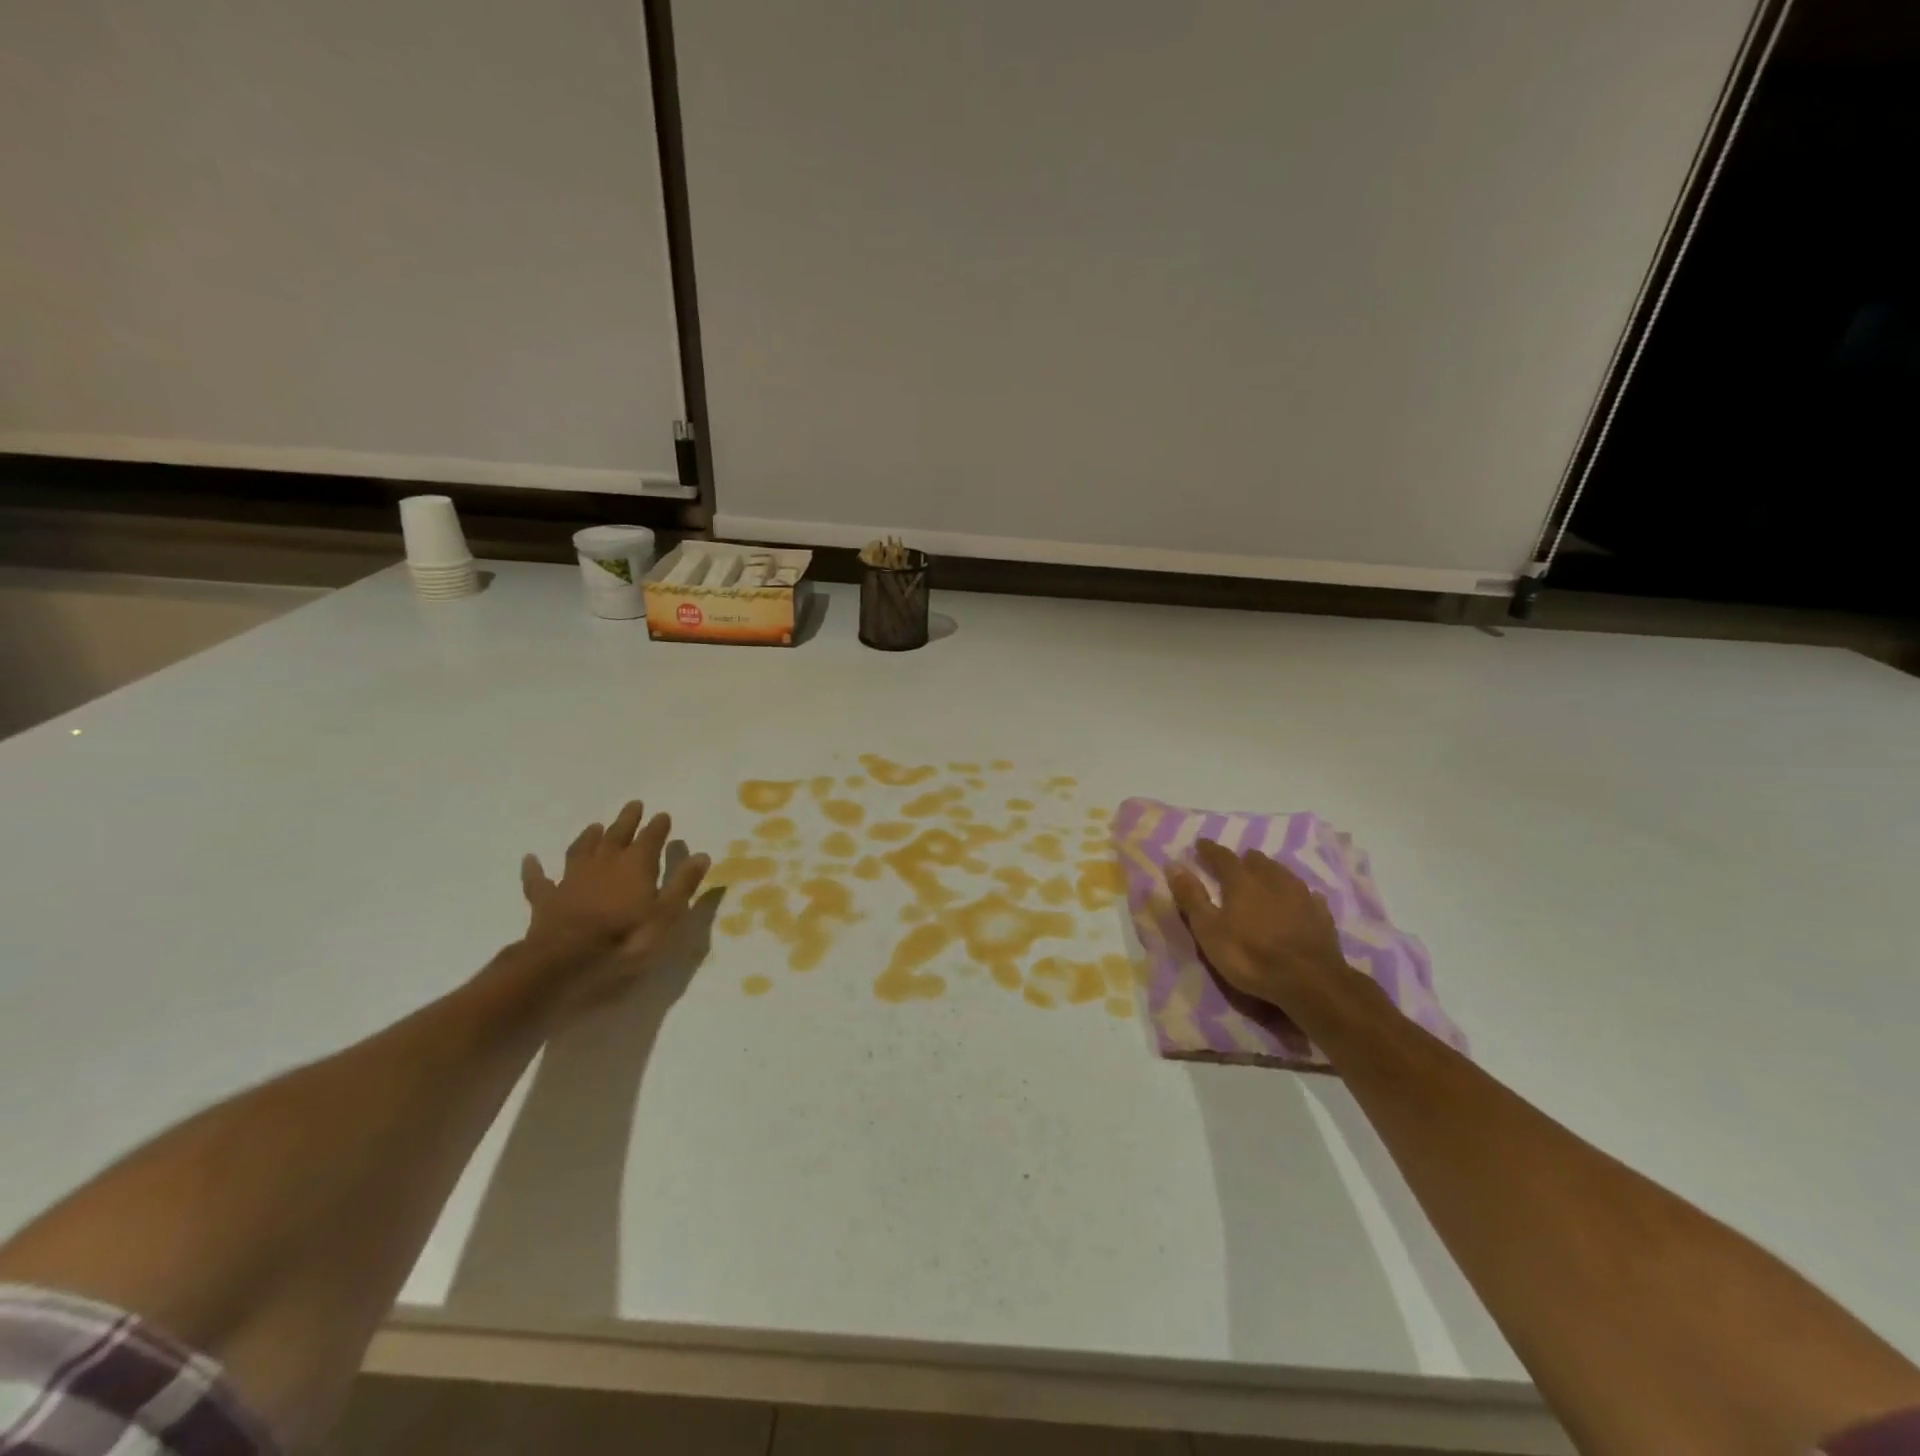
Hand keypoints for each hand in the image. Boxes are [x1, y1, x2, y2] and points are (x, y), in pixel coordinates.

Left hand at [518, 800, 710, 1013]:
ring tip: (595, 826)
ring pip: (582, 850)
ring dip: (589, 837)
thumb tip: (701, 855)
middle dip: (627, 820)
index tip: (663, 815)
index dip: (658, 827)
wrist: (566, 960)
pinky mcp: (547, 899)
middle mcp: (605, 863)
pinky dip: (534, 869)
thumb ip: (683, 884)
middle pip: (617, 835)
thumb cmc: (625, 939)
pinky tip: (530, 859)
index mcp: (636, 865)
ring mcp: (573, 879)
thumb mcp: (667, 915)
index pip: (651, 838)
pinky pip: (539, 880)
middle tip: (634, 804)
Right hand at [1166, 840, 1352, 1011]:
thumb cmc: (1250, 956)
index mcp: (1242, 881)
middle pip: (1257, 861)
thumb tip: (1173, 864)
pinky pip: (1307, 896)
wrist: (1310, 982)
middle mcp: (1272, 880)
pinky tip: (1298, 900)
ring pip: (1283, 874)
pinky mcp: (1321, 916)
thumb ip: (1191, 897)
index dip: (1209, 849)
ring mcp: (1301, 896)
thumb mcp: (1209, 930)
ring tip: (1263, 877)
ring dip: (1270, 872)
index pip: (1222, 856)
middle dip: (1243, 860)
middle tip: (1235, 863)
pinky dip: (1296, 895)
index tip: (1201, 844)